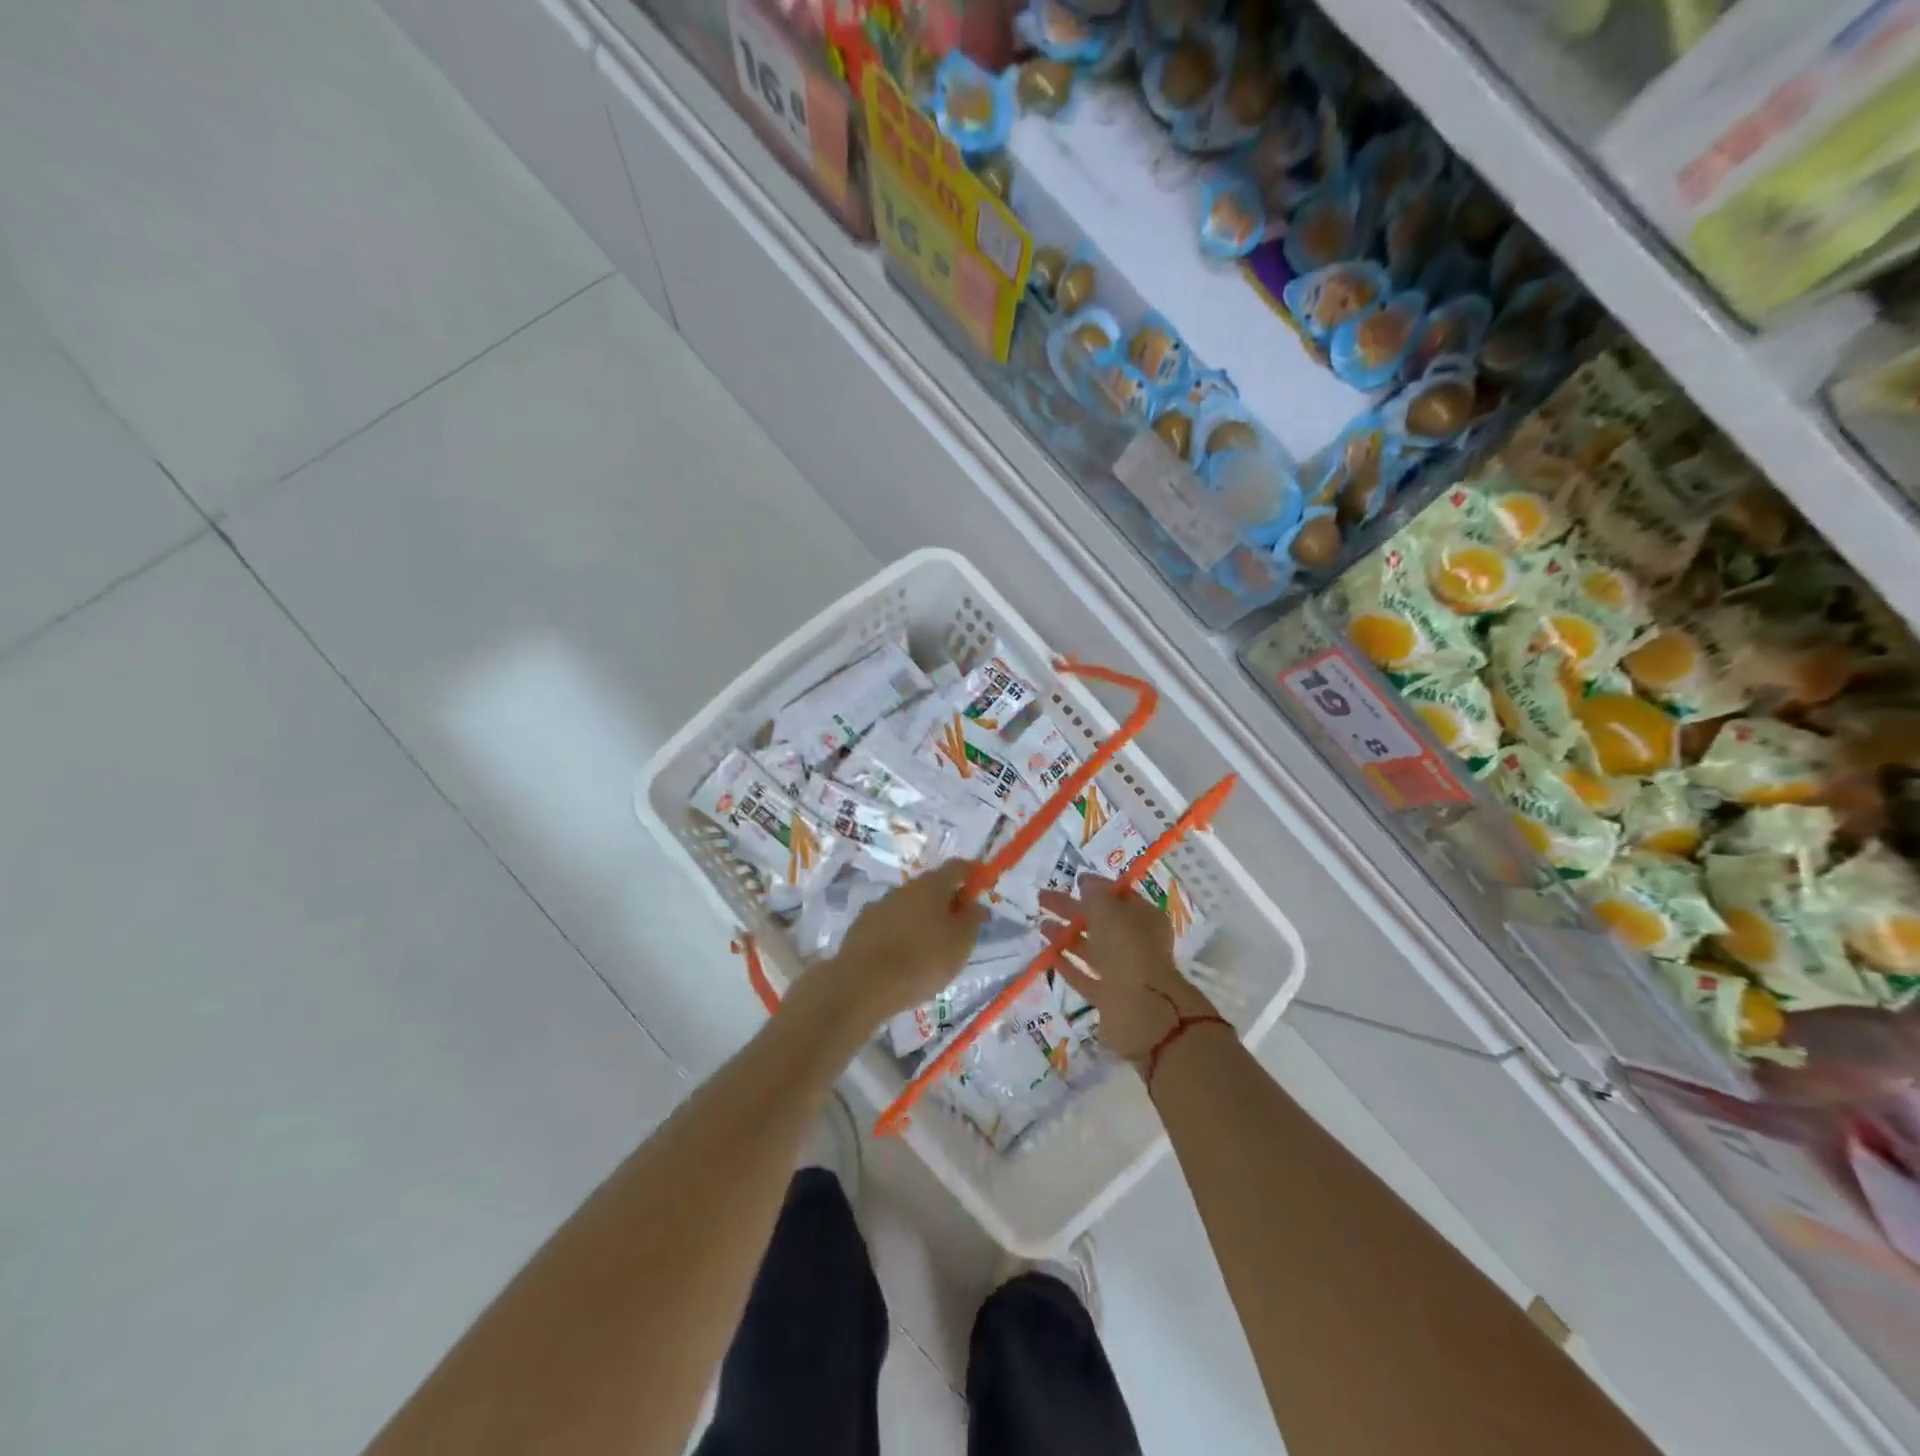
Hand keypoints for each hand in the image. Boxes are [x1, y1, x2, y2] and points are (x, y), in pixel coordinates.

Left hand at [812, 861, 987, 1025]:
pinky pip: (891, 923)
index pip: (957, 867)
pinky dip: (903, 932)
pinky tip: (905, 956)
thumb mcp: (960, 944)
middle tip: (960, 926)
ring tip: (933, 947)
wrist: (862, 985)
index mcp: (931, 885)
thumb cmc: (921, 962)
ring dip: (924, 918)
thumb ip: (972, 920)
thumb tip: (975, 904)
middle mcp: (904, 888)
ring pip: (910, 905)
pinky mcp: (862, 926)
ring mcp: (880, 905)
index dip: (973, 874)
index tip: (982, 888)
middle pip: (932, 886)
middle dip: (948, 900)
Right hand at [1039, 874, 1219, 1066]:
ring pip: (1092, 949)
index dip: (1097, 888)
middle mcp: (1137, 944)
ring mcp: (1124, 973)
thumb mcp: (1109, 910)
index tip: (1073, 881)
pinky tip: (1048, 956)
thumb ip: (1095, 894)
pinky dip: (1068, 965)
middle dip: (1072, 909)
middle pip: (1101, 922)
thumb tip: (1086, 882)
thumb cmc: (1127, 948)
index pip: (1119, 897)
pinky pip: (1085, 976)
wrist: (1141, 1010)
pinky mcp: (1109, 998)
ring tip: (1042, 926)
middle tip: (1043, 899)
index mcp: (1145, 919)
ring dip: (1067, 936)